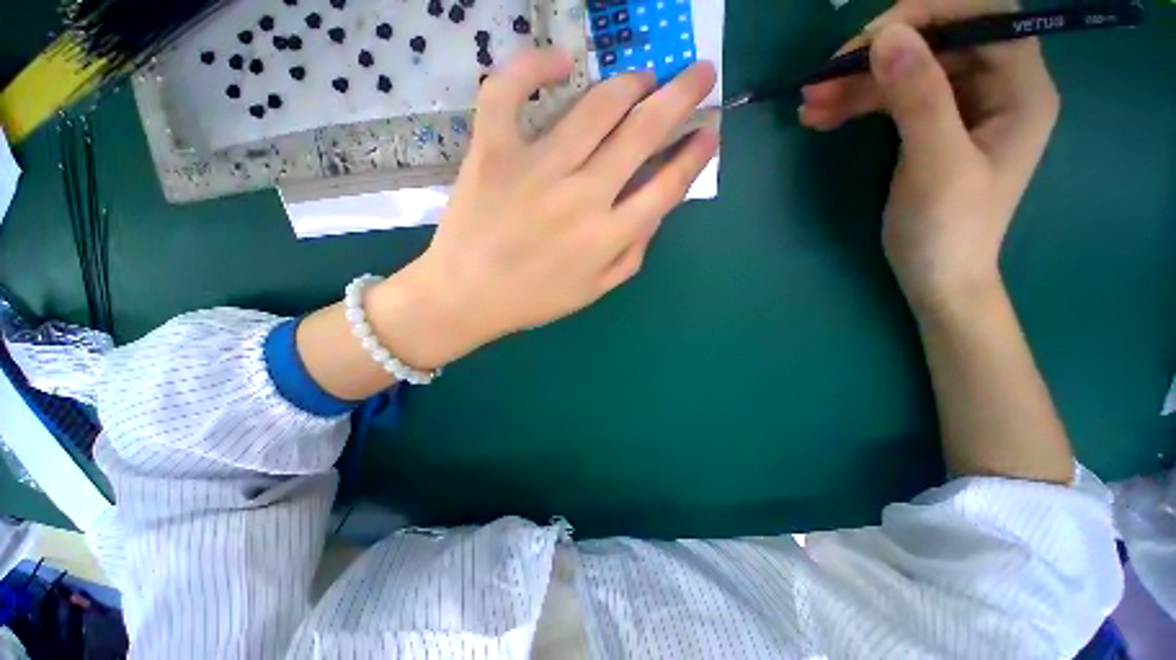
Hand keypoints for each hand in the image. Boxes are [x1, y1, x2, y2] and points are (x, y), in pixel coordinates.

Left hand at [372, 50, 718, 369]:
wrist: (467, 297)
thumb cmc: (535, 299)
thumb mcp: (596, 289)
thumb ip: (633, 251)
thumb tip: (657, 209)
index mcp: (607, 236)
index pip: (666, 186)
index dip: (695, 155)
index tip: (709, 131)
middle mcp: (581, 197)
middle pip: (642, 133)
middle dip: (680, 96)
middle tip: (698, 73)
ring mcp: (535, 169)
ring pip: (594, 107)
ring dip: (629, 83)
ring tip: (645, 76)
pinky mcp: (493, 152)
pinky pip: (509, 92)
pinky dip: (533, 65)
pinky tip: (559, 61)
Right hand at [799, 0, 1059, 313]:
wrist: (937, 276)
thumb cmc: (948, 230)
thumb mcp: (936, 165)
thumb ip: (919, 97)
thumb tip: (886, 36)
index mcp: (1020, 88)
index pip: (981, 17)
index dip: (927, 15)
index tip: (869, 42)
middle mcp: (997, 85)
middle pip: (938, 39)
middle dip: (878, 55)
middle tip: (822, 80)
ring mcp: (964, 104)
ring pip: (909, 68)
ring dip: (857, 83)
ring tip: (809, 106)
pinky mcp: (935, 122)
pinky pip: (895, 96)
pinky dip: (858, 102)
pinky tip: (823, 117)